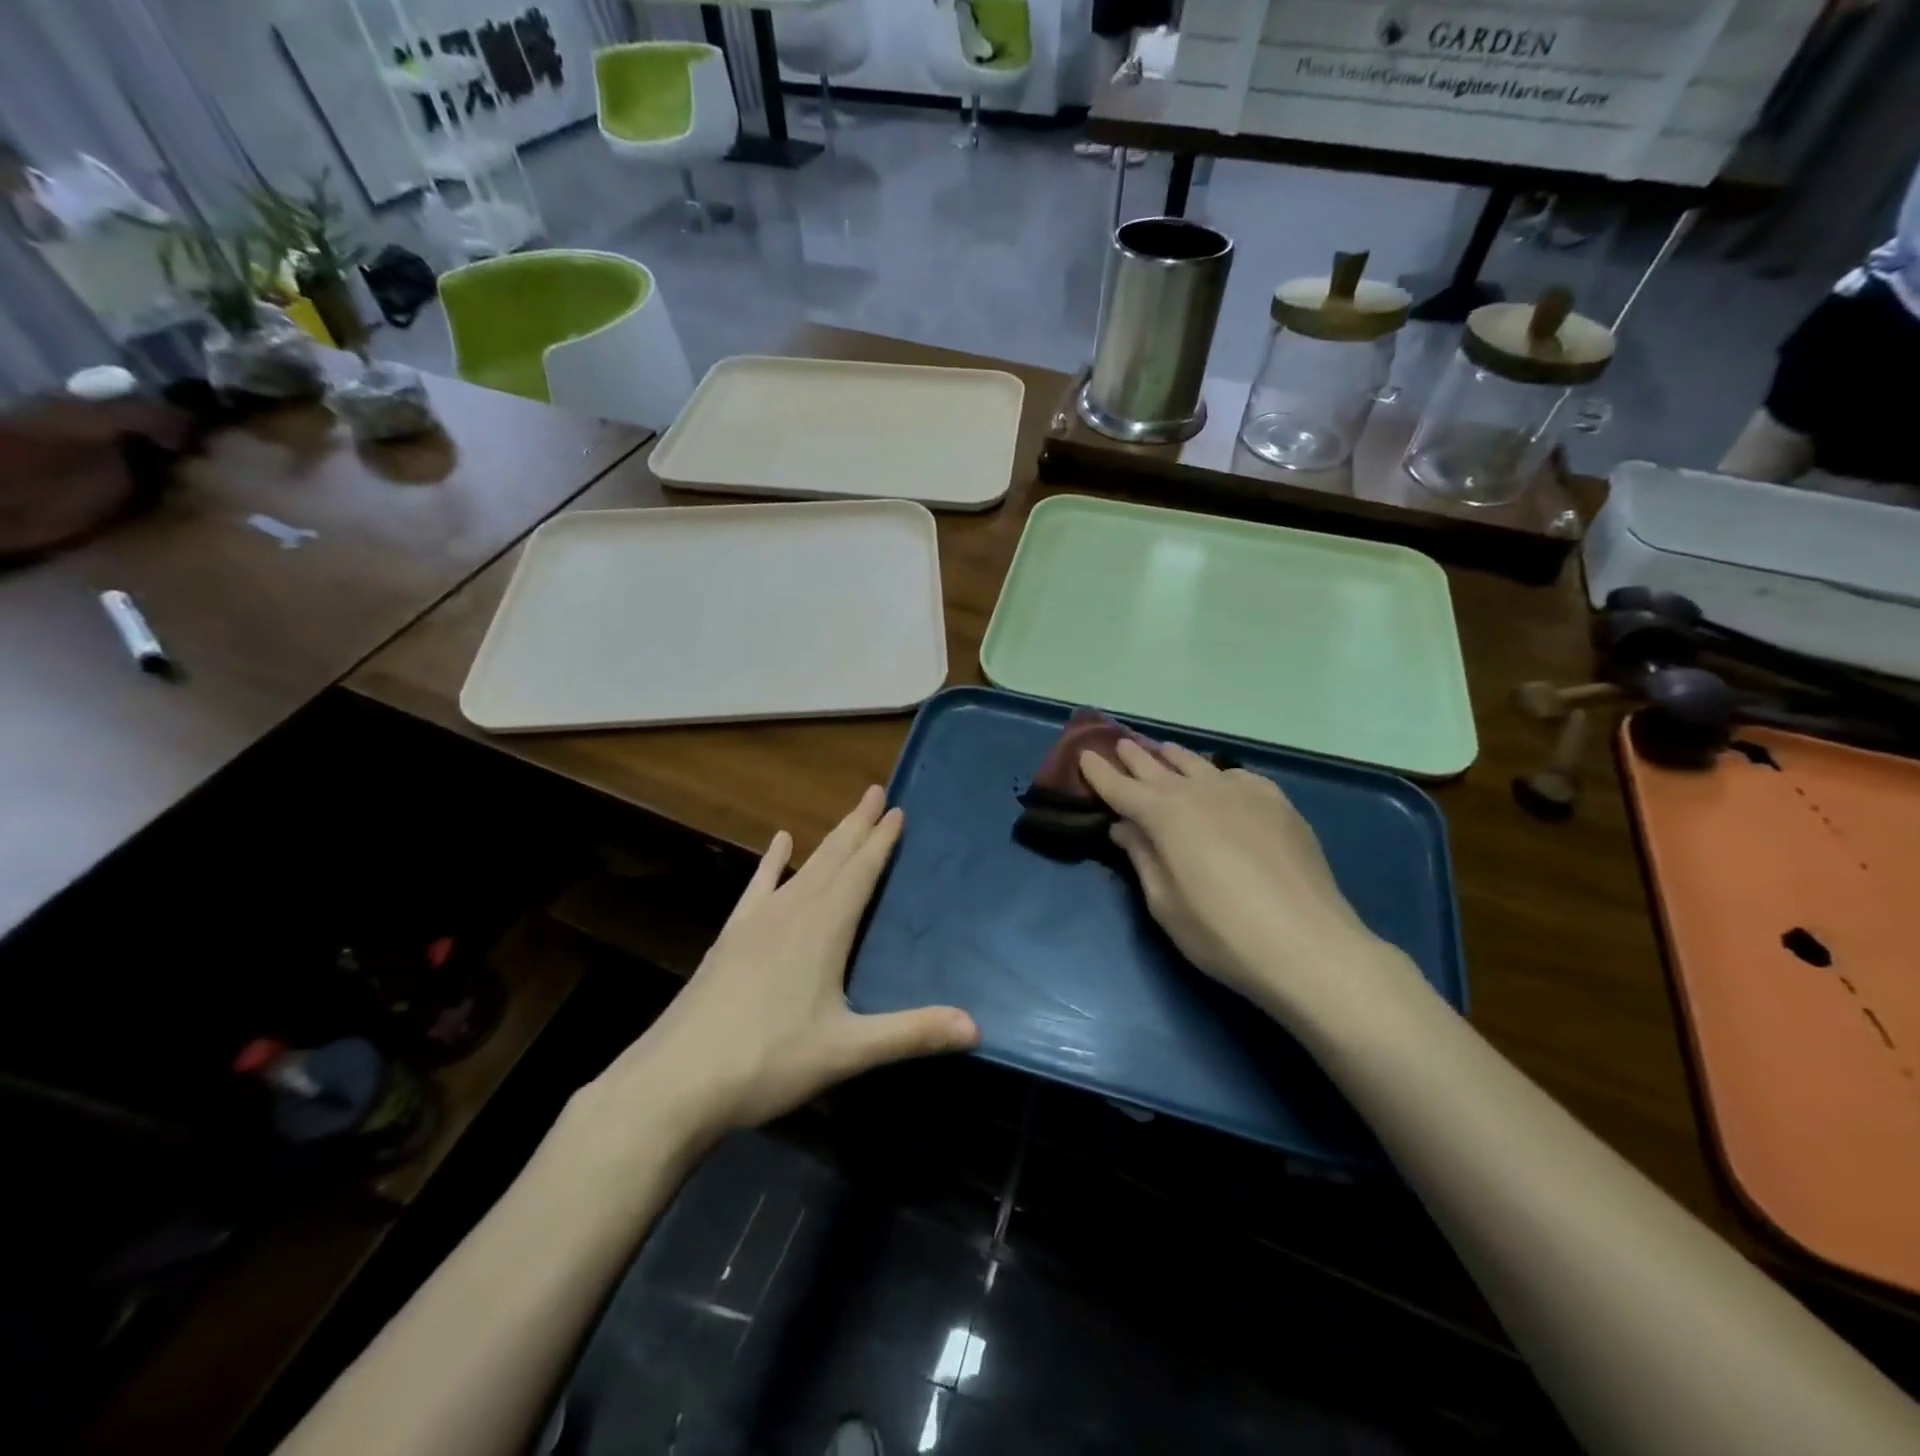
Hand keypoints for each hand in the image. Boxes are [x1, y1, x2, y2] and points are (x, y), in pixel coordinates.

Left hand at [579, 788, 978, 1148]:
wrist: (675, 1082)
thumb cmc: (767, 1061)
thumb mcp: (847, 1051)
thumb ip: (911, 1034)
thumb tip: (976, 1026)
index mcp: (823, 929)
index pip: (860, 872)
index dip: (881, 841)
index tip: (897, 809)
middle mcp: (792, 912)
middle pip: (833, 858)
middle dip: (857, 825)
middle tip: (876, 792)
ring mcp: (756, 922)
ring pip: (802, 867)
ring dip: (827, 839)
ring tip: (847, 814)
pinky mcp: (731, 938)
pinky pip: (757, 887)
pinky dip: (771, 863)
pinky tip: (778, 843)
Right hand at [1079, 740, 1418, 1030]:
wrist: (1308, 945)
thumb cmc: (1222, 934)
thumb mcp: (1165, 904)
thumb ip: (1143, 858)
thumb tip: (1125, 827)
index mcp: (1165, 816)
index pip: (1121, 788)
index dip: (1100, 773)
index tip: (1084, 757)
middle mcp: (1200, 792)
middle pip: (1158, 767)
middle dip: (1134, 757)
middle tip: (1118, 744)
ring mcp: (1243, 793)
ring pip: (1199, 764)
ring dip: (1174, 757)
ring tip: (1163, 751)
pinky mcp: (1277, 803)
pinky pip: (1238, 776)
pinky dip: (1219, 773)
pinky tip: (1220, 779)